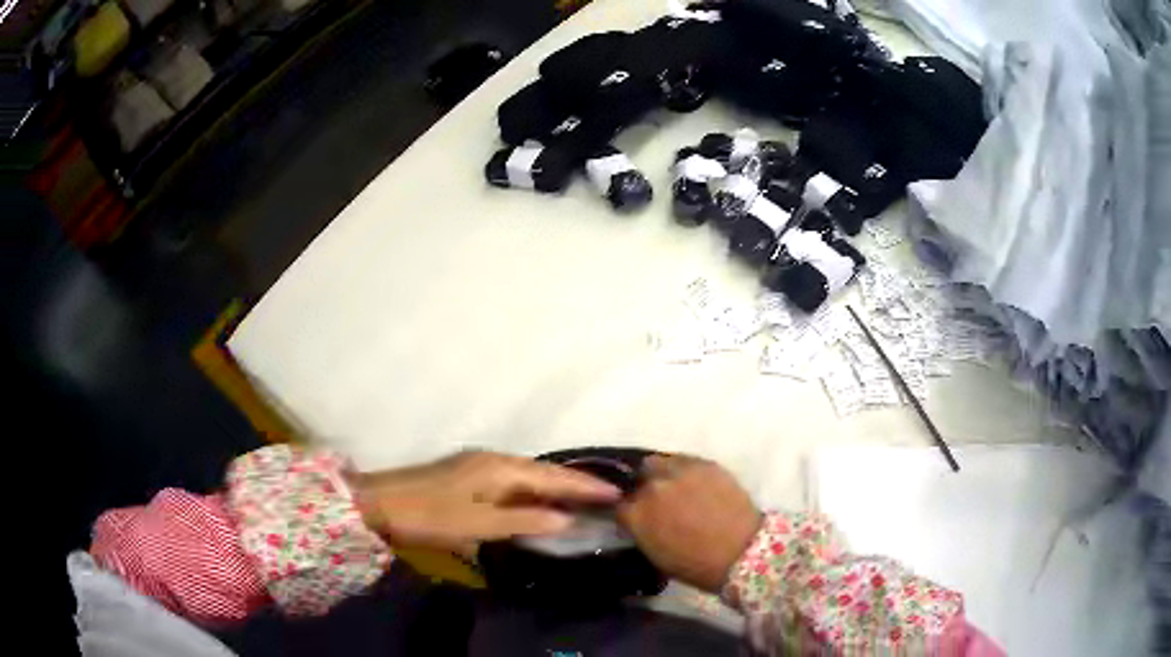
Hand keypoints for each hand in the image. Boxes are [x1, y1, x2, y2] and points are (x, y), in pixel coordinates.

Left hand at [348, 450, 621, 556]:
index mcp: (500, 468)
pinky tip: (537, 501)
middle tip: (607, 495)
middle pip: (543, 471)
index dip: (585, 485)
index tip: (617, 491)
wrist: (381, 502)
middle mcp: (493, 459)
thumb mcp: (479, 524)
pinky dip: (533, 490)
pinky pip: (512, 480)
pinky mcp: (467, 474)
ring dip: (554, 486)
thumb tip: (567, 519)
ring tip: (581, 498)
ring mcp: (478, 464)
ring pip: (527, 474)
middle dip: (575, 483)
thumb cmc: (431, 515)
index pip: (554, 477)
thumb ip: (524, 521)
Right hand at [618, 454, 761, 593]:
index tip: (634, 515)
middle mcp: (652, 487)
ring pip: (657, 462)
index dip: (628, 509)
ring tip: (672, 485)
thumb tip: (638, 520)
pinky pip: (683, 459)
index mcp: (636, 514)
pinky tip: (692, 481)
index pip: (618, 504)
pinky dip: (683, 469)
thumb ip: (640, 530)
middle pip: (637, 479)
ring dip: (660, 474)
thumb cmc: (695, 565)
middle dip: (643, 489)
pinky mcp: (704, 463)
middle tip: (656, 501)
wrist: (742, 552)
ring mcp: (678, 472)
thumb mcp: (655, 553)